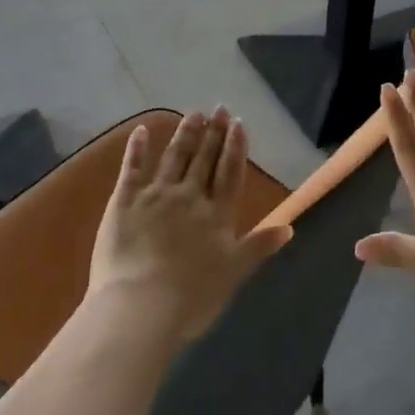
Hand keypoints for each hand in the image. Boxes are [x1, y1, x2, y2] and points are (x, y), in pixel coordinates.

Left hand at [87, 107, 291, 345]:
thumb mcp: (234, 273)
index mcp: (217, 215)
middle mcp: (190, 197)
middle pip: (204, 159)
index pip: (230, 173)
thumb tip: (289, 227)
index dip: (235, 147)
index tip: (238, 123)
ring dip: (186, 134)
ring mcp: (156, 195)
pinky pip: (132, 168)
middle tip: (219, 108)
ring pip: (174, 157)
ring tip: (195, 114)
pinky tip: (142, 130)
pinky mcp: (124, 201)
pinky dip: (138, 148)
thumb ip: (259, 246)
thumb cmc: (192, 297)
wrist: (141, 305)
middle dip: (213, 133)